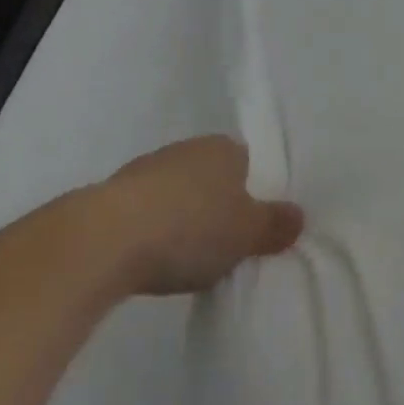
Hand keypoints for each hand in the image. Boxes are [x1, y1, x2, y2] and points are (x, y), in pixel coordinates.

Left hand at [88, 136, 304, 295]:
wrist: (105, 238)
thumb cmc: (190, 228)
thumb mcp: (247, 234)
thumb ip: (275, 224)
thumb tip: (298, 215)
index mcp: (224, 149)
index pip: (250, 162)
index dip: (256, 191)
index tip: (257, 223)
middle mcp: (187, 148)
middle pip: (213, 176)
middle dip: (219, 204)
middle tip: (228, 242)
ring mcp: (147, 168)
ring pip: (179, 191)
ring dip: (184, 215)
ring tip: (190, 255)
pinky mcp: (114, 194)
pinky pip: (149, 209)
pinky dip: (155, 227)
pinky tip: (155, 256)